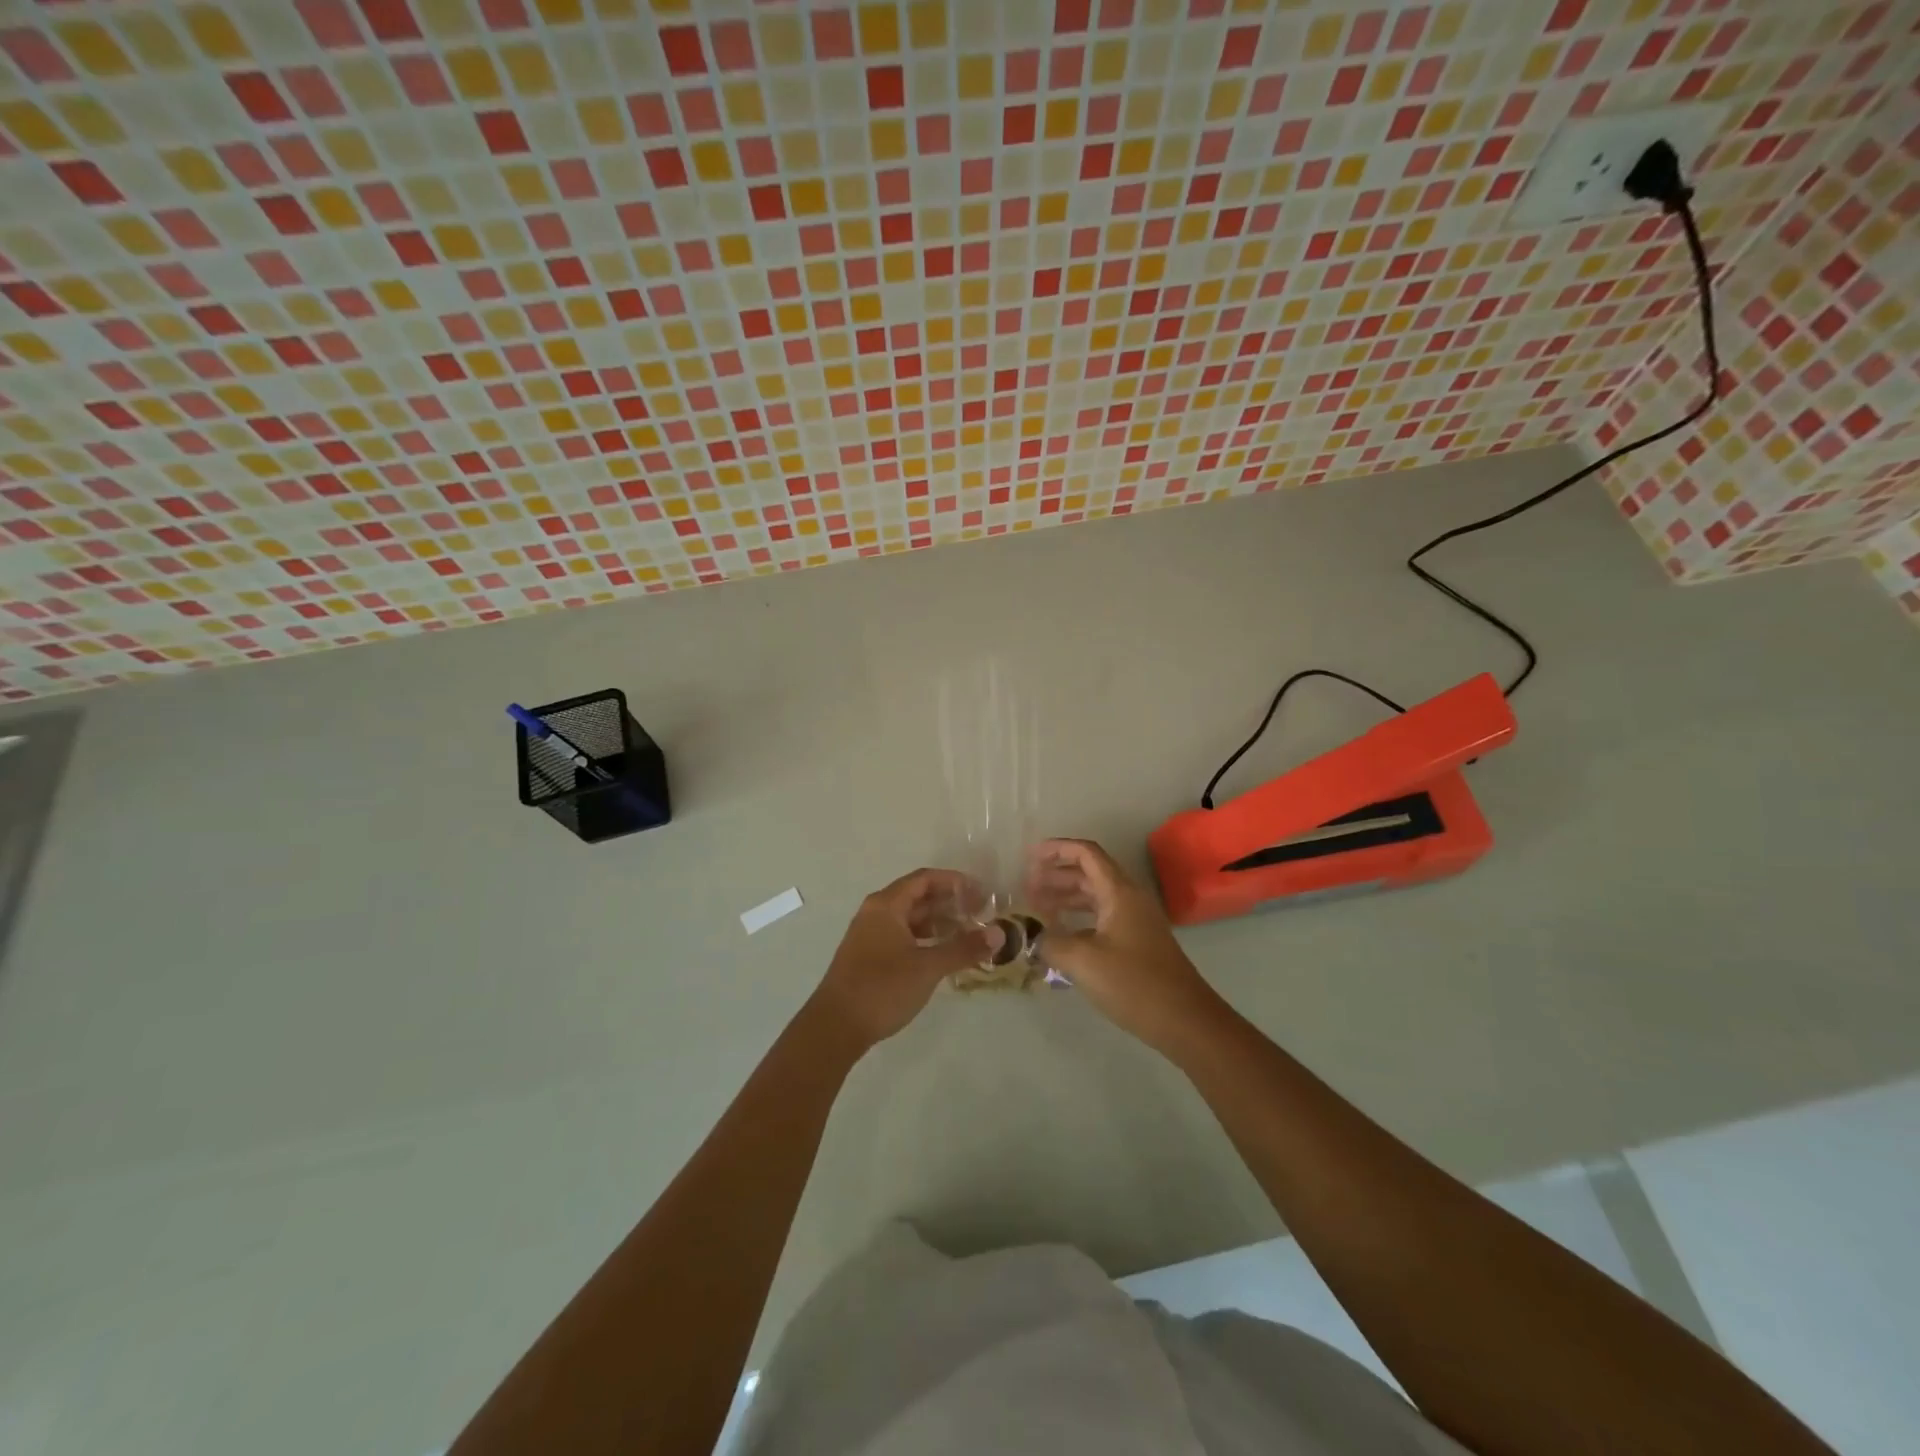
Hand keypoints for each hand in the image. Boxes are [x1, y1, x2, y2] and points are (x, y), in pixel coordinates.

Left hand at [811, 868, 1000, 1048]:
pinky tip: (943, 954)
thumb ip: (963, 949)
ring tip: (967, 934)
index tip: (981, 893)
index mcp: (886, 905)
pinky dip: (925, 939)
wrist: (835, 1026)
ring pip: (910, 919)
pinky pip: (903, 936)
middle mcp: (876, 913)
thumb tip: (999, 934)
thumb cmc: (882, 988)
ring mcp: (870, 935)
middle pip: (917, 896)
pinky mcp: (869, 956)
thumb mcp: (928, 967)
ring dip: (938, 923)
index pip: (925, 879)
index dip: (955, 882)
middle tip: (980, 914)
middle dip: (949, 903)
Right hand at [1026, 839, 1224, 1053]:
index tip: (1029, 857)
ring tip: (1037, 909)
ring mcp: (1135, 921)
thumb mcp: (1083, 961)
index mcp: (1119, 892)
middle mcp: (1129, 899)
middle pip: (1089, 873)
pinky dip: (1078, 919)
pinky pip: (1101, 918)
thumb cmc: (1134, 984)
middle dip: (1056, 876)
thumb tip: (1032, 936)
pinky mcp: (1136, 943)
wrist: (1185, 1021)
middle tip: (1026, 889)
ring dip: (1065, 898)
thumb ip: (1051, 942)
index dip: (1056, 849)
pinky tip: (1060, 936)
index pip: (1086, 853)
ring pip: (1094, 897)